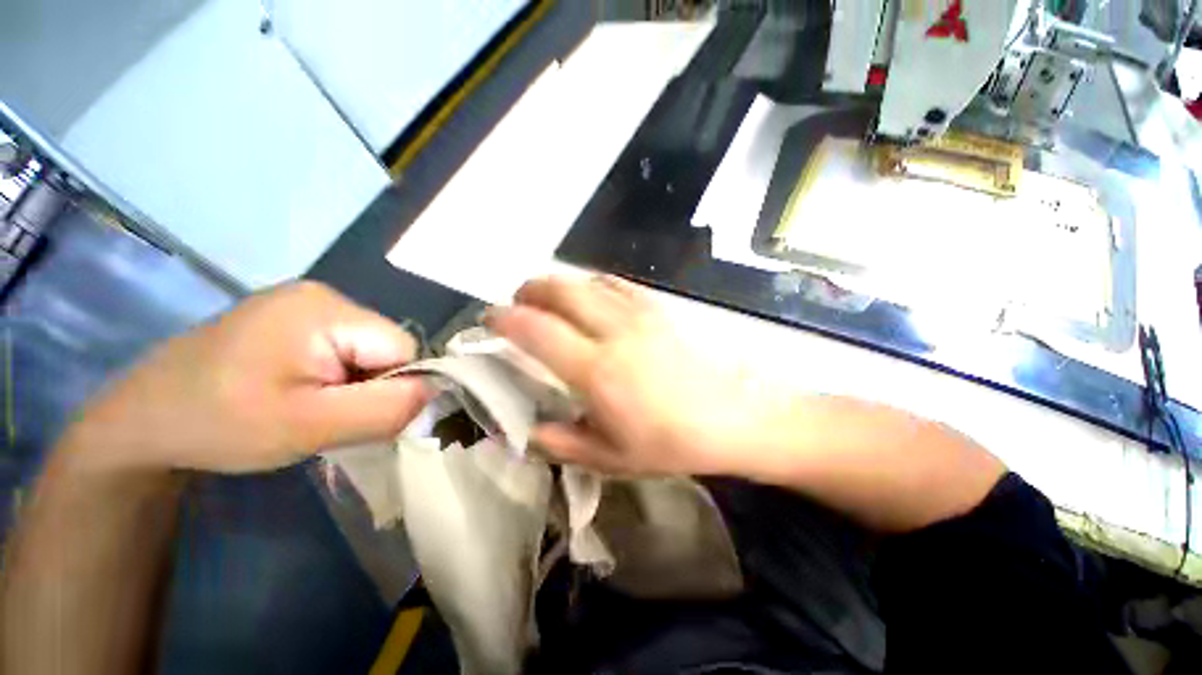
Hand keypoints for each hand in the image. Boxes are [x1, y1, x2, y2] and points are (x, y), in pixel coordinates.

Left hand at [60, 282, 428, 474]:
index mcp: (327, 309)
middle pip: (386, 347)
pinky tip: (297, 392)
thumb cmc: (219, 424)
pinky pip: (343, 349)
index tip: (352, 416)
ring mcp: (304, 304)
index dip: (393, 386)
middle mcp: (323, 295)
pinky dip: (335, 377)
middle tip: (324, 415)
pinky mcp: (291, 319)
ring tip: (307, 406)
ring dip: (353, 384)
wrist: (141, 421)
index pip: (403, 348)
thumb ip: (384, 409)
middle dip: (370, 386)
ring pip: (368, 351)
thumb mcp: (309, 426)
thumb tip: (436, 393)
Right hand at [486, 275, 776, 475]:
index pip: (535, 329)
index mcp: (596, 370)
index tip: (491, 319)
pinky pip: (615, 283)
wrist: (731, 418)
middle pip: (559, 290)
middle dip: (528, 290)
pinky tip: (589, 298)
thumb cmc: (670, 443)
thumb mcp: (609, 457)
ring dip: (558, 285)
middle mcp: (613, 331)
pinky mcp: (657, 308)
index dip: (505, 318)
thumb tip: (520, 432)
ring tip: (548, 300)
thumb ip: (558, 442)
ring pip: (585, 281)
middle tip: (517, 304)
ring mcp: (638, 314)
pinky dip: (591, 285)